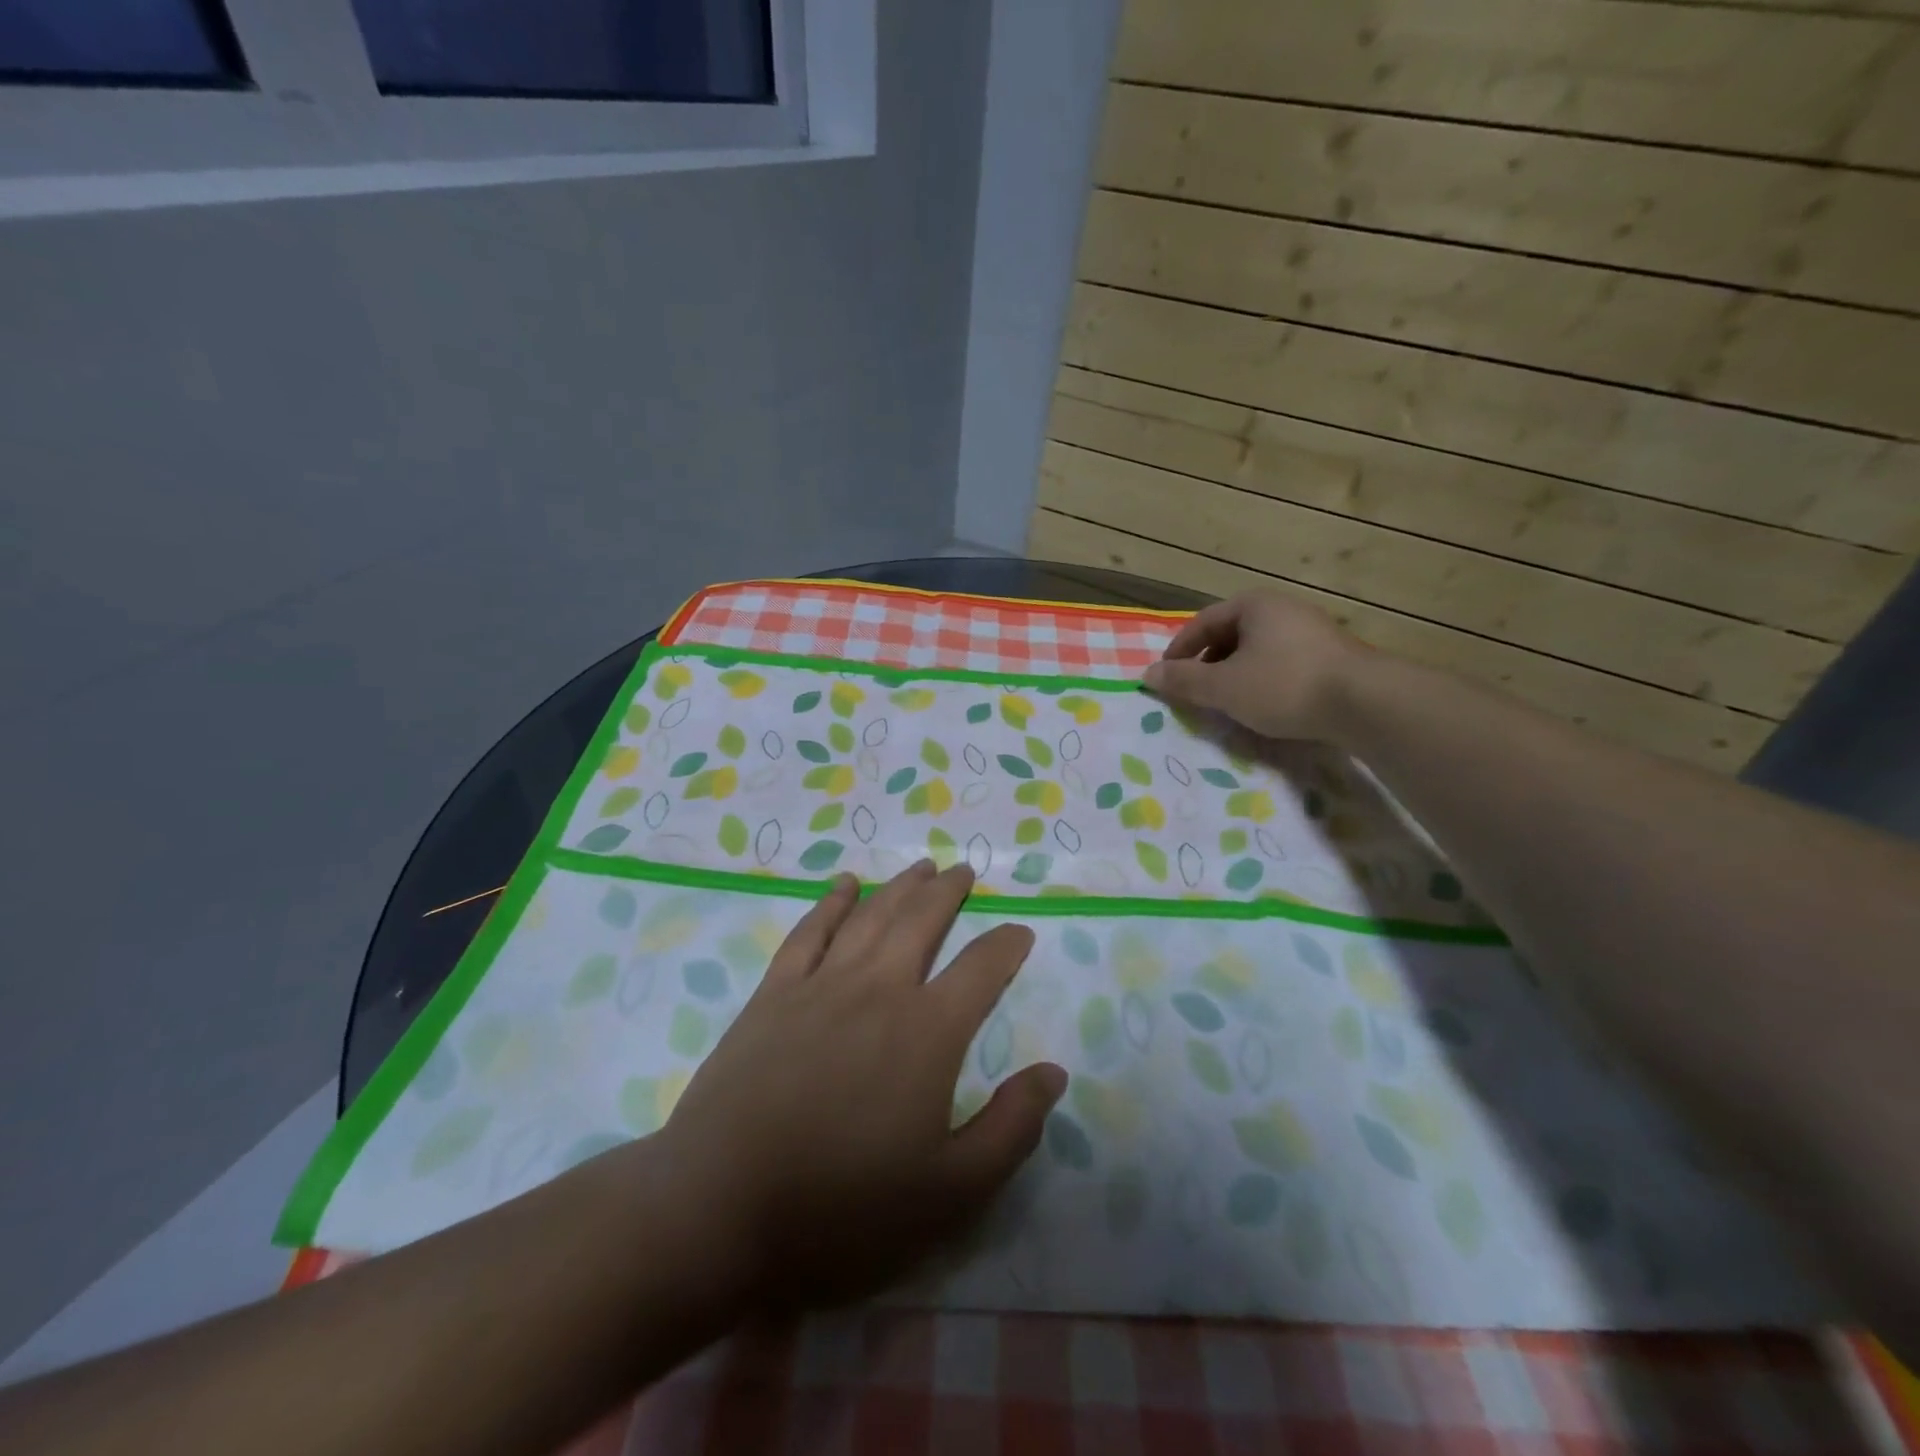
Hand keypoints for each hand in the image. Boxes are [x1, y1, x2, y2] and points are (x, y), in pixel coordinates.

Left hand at [654, 862, 1065, 1308]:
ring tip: (921, 867)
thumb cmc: (843, 1205)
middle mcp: (879, 988)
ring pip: (871, 916)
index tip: (1021, 932)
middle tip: (965, 871)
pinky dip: (831, 902)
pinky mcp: (773, 993)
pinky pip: (810, 931)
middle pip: (922, 921)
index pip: (982, 968)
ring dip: (900, 887)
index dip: (1007, 945)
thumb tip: (1053, 1072)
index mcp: (928, 1030)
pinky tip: (844, 884)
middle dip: (949, 892)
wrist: (721, 1205)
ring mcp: (821, 984)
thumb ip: (1011, 1127)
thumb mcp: (950, 1190)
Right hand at [1143, 591, 1363, 740]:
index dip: (1178, 650)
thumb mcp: (1223, 687)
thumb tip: (1147, 674)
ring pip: (1257, 649)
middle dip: (1207, 662)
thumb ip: (1183, 680)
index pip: (1202, 623)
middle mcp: (1283, 608)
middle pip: (1230, 634)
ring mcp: (1311, 630)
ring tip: (1226, 701)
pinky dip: (1262, 680)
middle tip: (1194, 690)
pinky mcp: (1331, 655)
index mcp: (1254, 605)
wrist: (1365, 702)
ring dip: (1234, 673)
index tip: (1166, 677)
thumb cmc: (1284, 685)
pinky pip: (1282, 662)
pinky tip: (1263, 704)